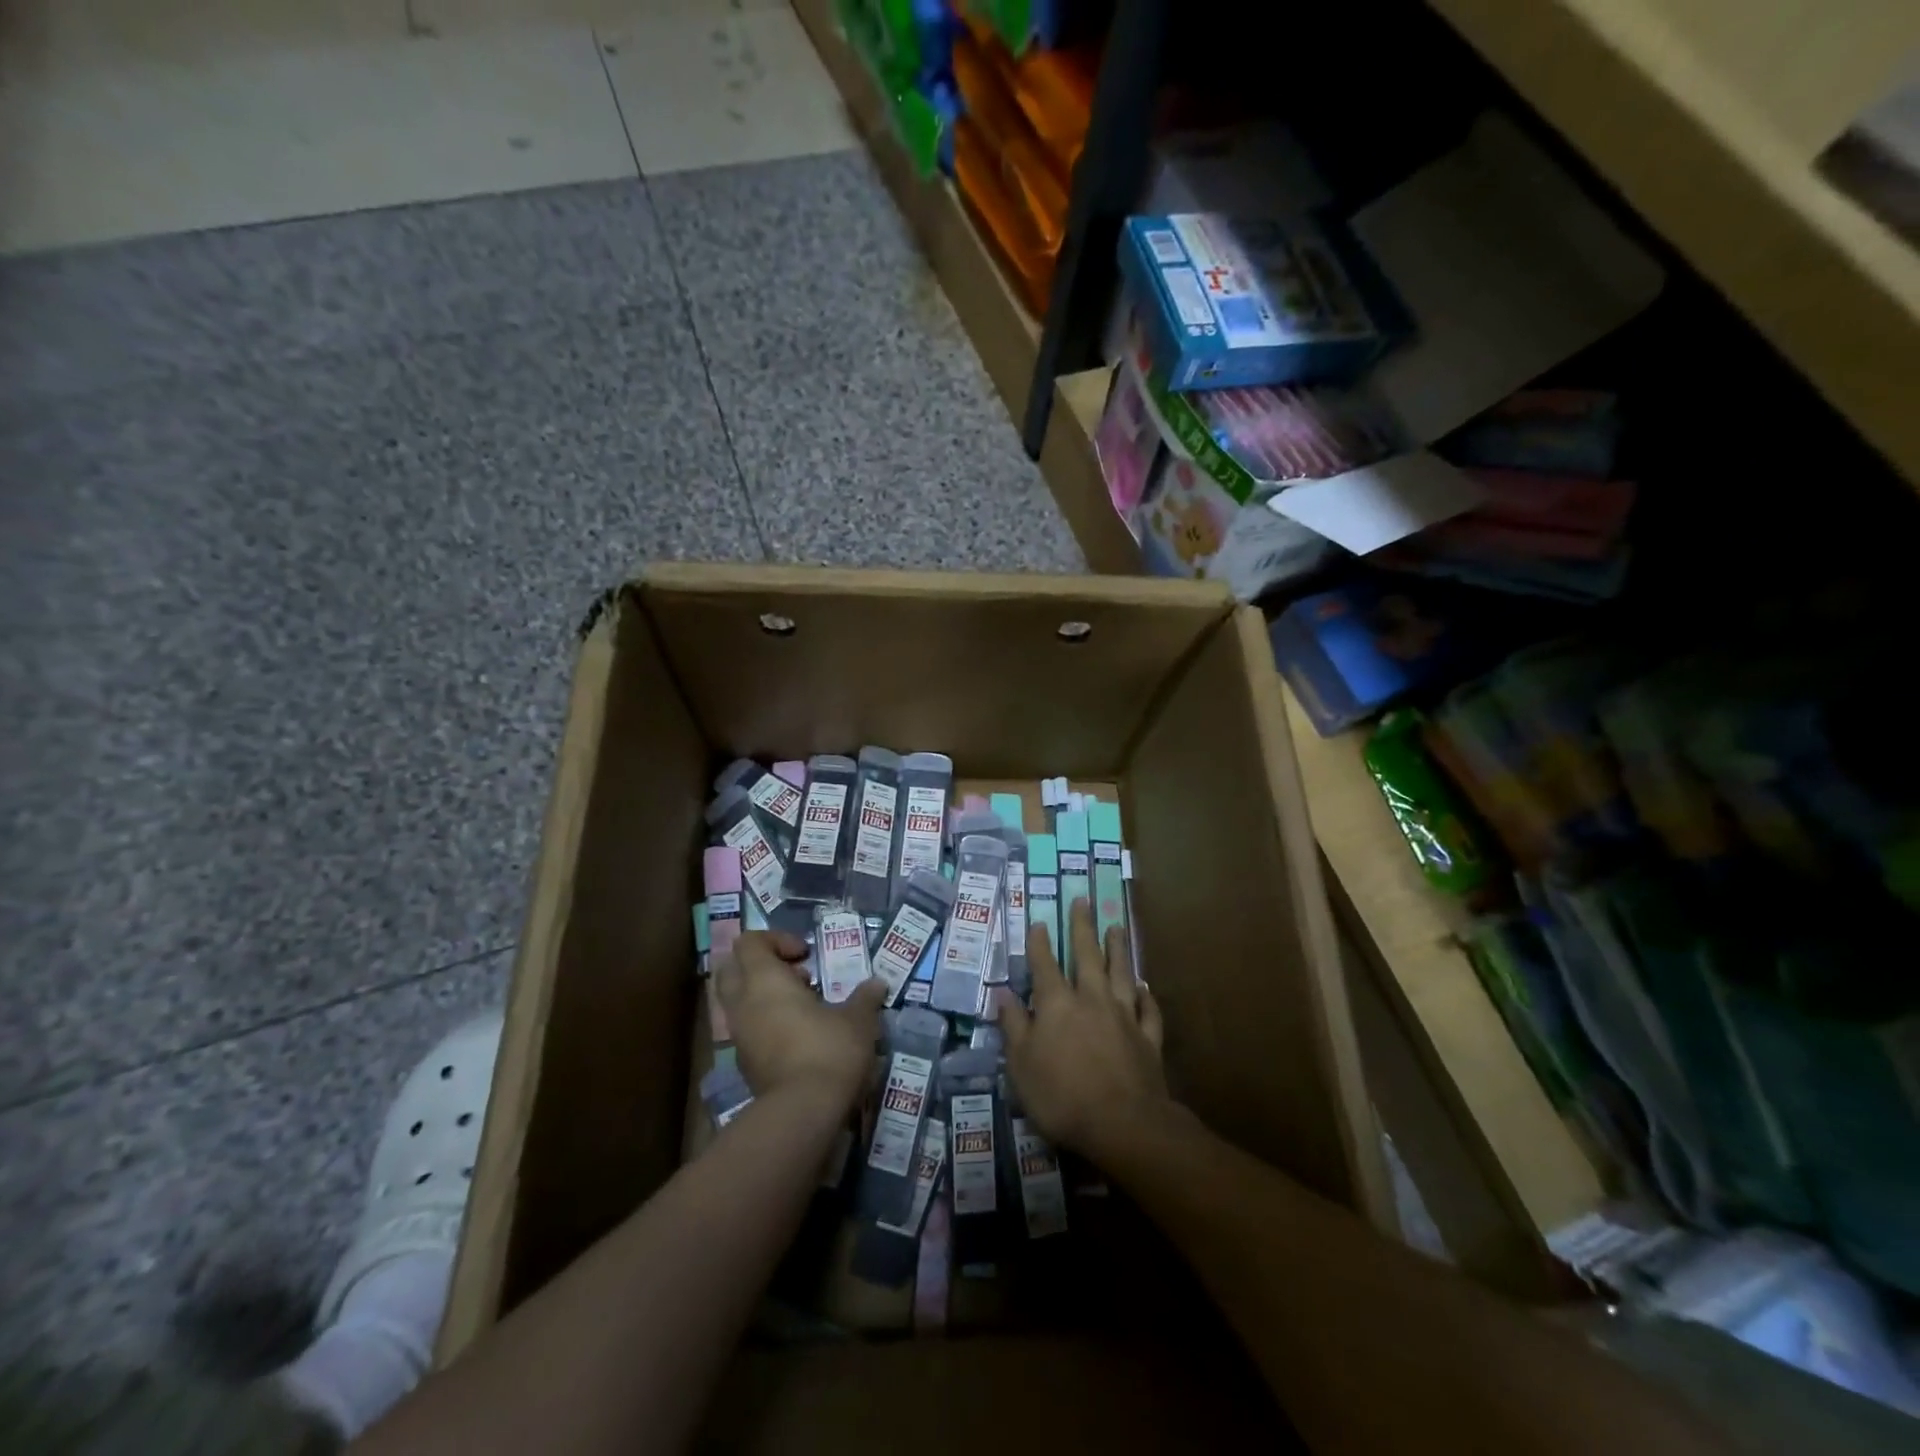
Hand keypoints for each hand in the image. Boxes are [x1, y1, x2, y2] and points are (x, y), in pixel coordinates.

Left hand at [714, 931, 886, 1112]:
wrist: (803, 1113)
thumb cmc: (829, 1050)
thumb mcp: (858, 1019)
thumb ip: (865, 997)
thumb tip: (877, 984)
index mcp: (764, 980)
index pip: (749, 942)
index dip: (776, 940)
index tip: (806, 954)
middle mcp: (743, 1003)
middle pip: (731, 968)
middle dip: (760, 965)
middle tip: (796, 975)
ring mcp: (739, 1036)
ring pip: (737, 1002)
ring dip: (764, 996)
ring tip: (803, 1007)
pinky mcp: (743, 1064)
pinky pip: (746, 1029)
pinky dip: (765, 1023)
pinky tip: (798, 1035)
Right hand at [1000, 901, 1168, 1164]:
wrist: (1123, 1124)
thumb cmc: (1061, 1095)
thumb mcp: (1020, 1065)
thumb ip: (1013, 1026)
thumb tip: (1004, 994)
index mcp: (1057, 1004)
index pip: (1045, 965)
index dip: (1040, 943)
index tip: (1040, 922)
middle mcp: (1091, 999)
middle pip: (1087, 955)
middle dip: (1083, 927)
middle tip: (1083, 900)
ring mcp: (1124, 1016)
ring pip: (1121, 973)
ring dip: (1118, 949)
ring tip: (1116, 927)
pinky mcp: (1148, 1039)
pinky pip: (1149, 1009)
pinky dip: (1147, 996)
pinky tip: (1145, 986)